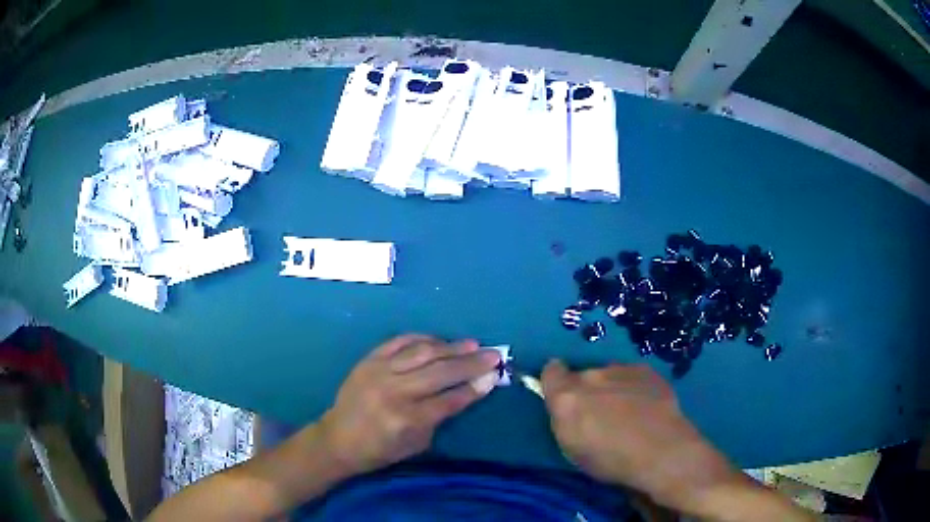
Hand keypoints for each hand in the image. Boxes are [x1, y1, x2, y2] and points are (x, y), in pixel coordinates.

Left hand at [318, 334, 500, 475]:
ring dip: (451, 347)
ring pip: (422, 353)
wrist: (337, 438)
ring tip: (472, 344)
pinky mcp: (368, 360)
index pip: (449, 400)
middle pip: (440, 372)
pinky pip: (399, 342)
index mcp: (405, 419)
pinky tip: (439, 340)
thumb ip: (440, 417)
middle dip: (471, 363)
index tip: (495, 376)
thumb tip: (468, 389)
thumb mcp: (416, 444)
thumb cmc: (380, 449)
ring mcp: (379, 372)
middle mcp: (393, 392)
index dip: (475, 388)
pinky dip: (422, 338)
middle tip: (494, 355)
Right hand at [540, 361, 739, 510]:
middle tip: (600, 414)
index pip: (550, 371)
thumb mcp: (572, 449)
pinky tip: (646, 407)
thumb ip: (563, 419)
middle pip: (581, 376)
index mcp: (567, 397)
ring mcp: (622, 369)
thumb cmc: (610, 460)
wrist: (661, 451)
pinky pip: (631, 376)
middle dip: (586, 391)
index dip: (555, 382)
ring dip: (611, 388)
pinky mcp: (647, 371)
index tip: (561, 396)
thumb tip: (565, 405)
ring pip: (608, 374)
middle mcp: (592, 376)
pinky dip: (633, 387)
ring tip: (627, 412)